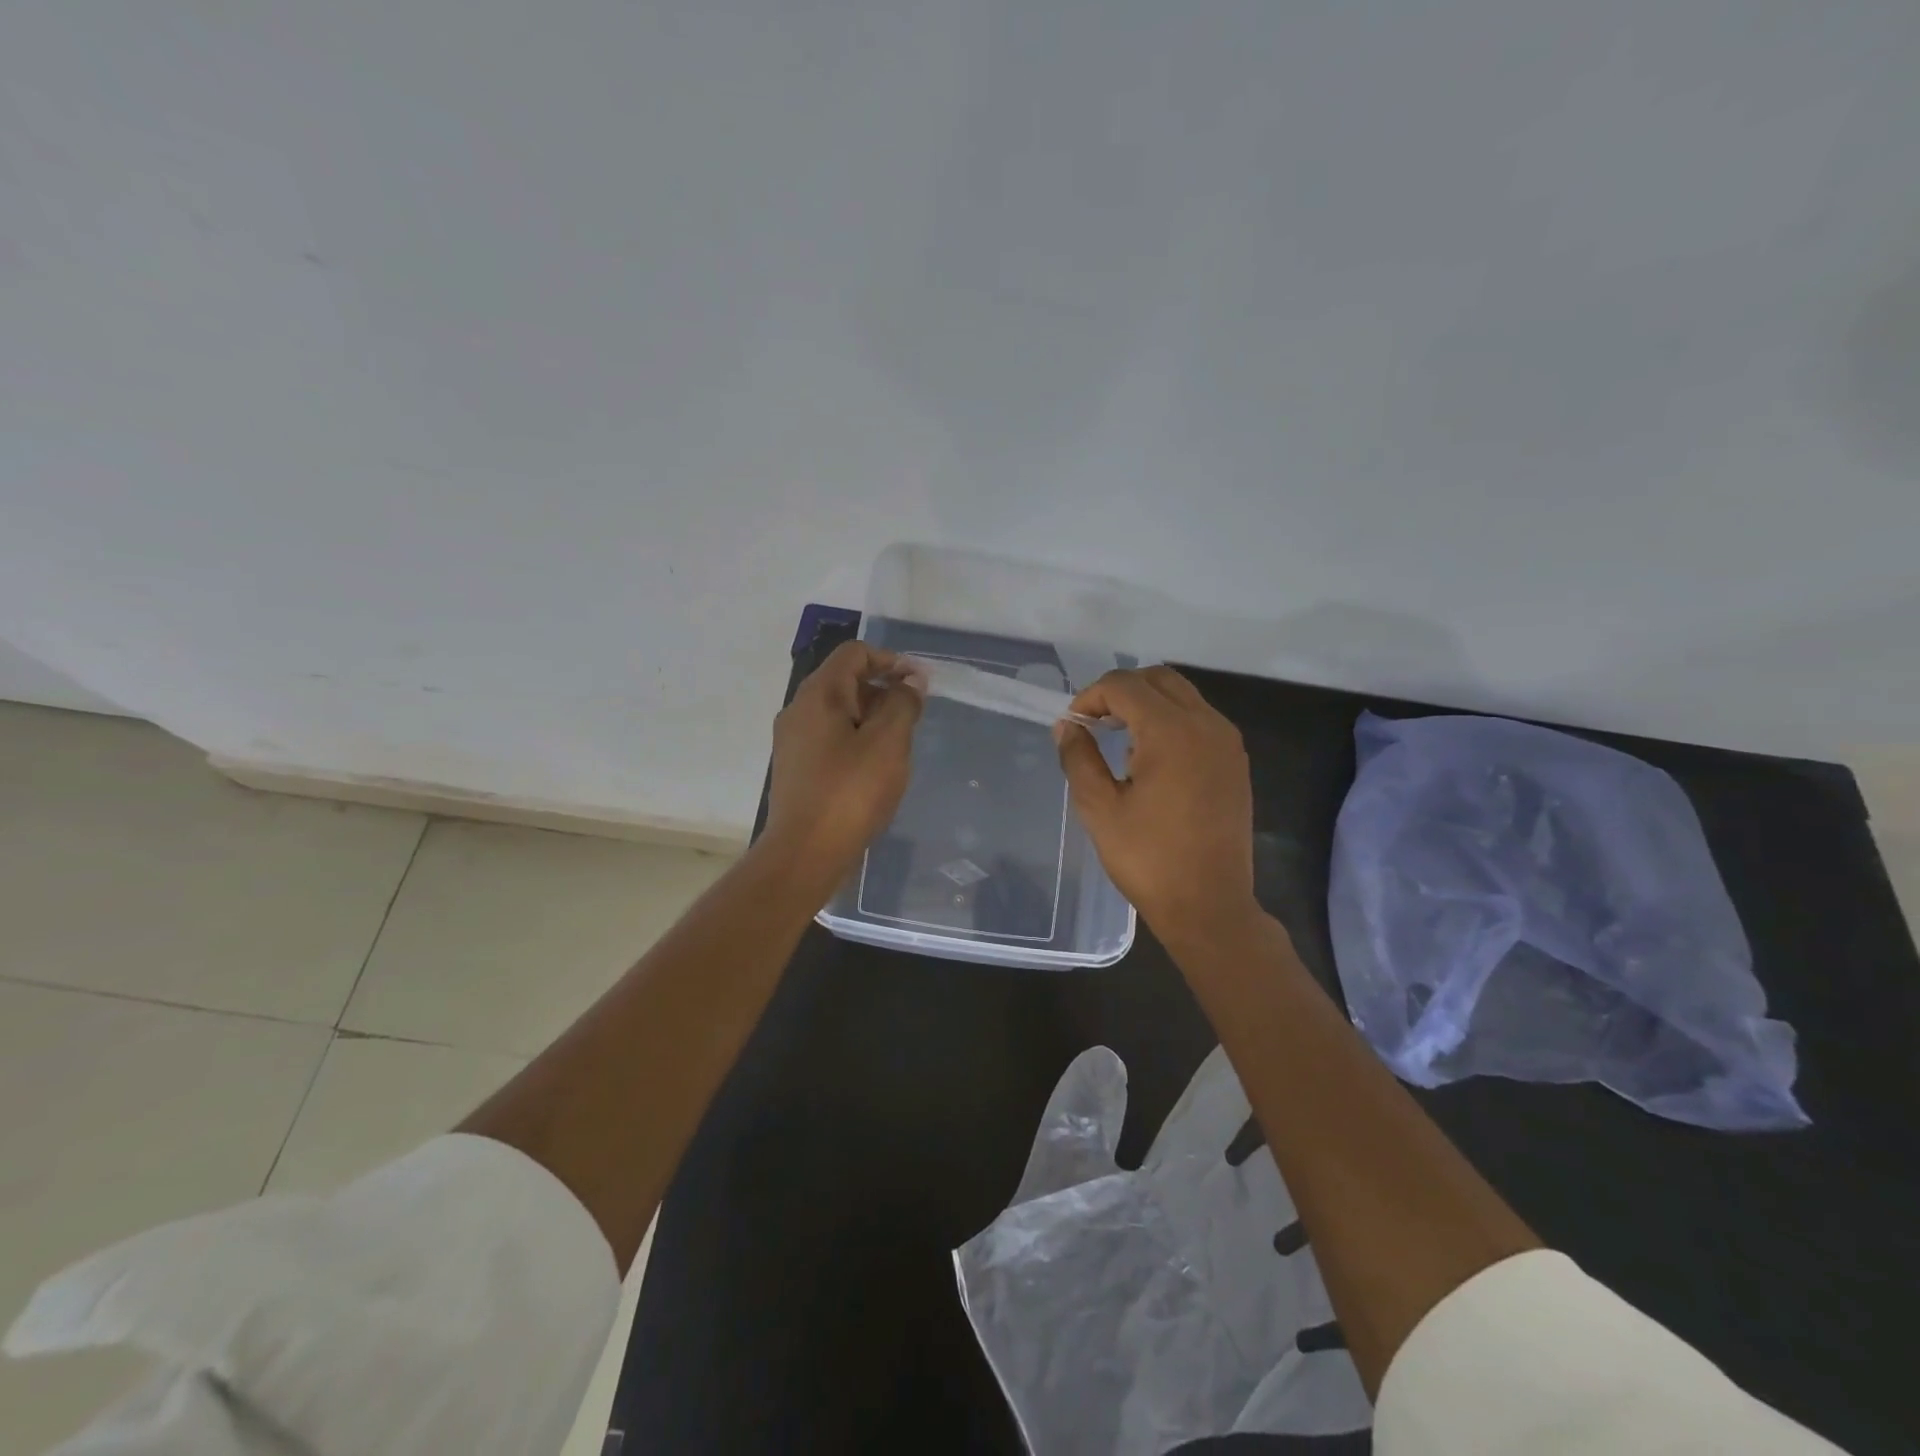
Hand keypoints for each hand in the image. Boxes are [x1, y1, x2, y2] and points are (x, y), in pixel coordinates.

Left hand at [761, 640, 924, 894]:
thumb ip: (903, 704)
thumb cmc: (851, 792)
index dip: (890, 660)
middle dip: (883, 690)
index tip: (919, 684)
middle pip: (845, 680)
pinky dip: (856, 740)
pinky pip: (830, 738)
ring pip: (838, 712)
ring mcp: (793, 740)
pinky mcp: (796, 768)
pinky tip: (875, 769)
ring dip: (872, 717)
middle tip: (914, 716)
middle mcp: (799, 709)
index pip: (855, 653)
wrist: (805, 853)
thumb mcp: (888, 743)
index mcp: (818, 694)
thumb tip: (910, 681)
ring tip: (899, 745)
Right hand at [1053, 666, 1258, 942]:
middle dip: (1121, 691)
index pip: (1124, 686)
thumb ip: (1079, 757)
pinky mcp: (1235, 761)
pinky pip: (1200, 719)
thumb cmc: (1148, 859)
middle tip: (1096, 724)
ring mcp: (1227, 742)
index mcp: (1171, 731)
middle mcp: (1206, 724)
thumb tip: (1067, 726)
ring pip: (1183, 695)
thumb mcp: (1100, 808)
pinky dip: (1171, 721)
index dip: (1091, 697)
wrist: (1209, 905)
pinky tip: (1152, 758)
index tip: (1074, 725)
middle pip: (1158, 679)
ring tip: (1121, 739)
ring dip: (1147, 704)